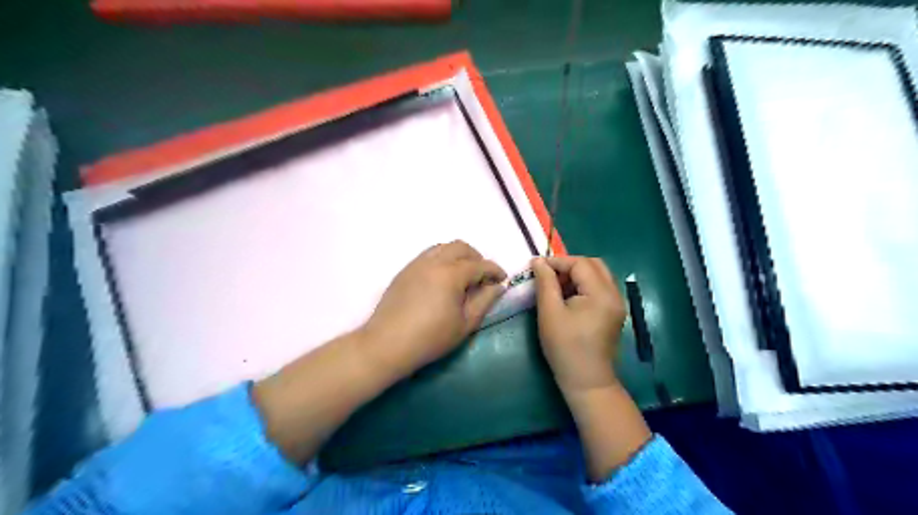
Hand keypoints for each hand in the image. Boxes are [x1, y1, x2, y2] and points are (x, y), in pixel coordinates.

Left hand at [362, 241, 508, 377]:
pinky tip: (442, 279)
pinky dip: (442, 259)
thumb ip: (484, 301)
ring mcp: (416, 264)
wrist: (387, 344)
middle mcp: (434, 261)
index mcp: (451, 274)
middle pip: (461, 247)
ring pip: (443, 247)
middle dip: (477, 258)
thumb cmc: (430, 338)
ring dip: (458, 255)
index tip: (503, 280)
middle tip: (483, 276)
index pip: (480, 265)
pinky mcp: (405, 270)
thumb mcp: (465, 324)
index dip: (495, 270)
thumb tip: (498, 286)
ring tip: (463, 275)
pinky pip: (428, 255)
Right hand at [536, 256, 627, 393]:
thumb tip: (538, 261)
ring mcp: (617, 303)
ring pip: (598, 275)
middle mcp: (614, 294)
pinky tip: (569, 297)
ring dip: (577, 274)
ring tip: (557, 286)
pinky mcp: (614, 312)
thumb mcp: (550, 312)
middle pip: (594, 264)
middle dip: (569, 265)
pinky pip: (601, 287)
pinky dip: (584, 285)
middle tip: (549, 275)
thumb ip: (545, 283)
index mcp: (601, 293)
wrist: (586, 380)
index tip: (536, 267)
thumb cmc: (565, 347)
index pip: (580, 263)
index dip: (557, 262)